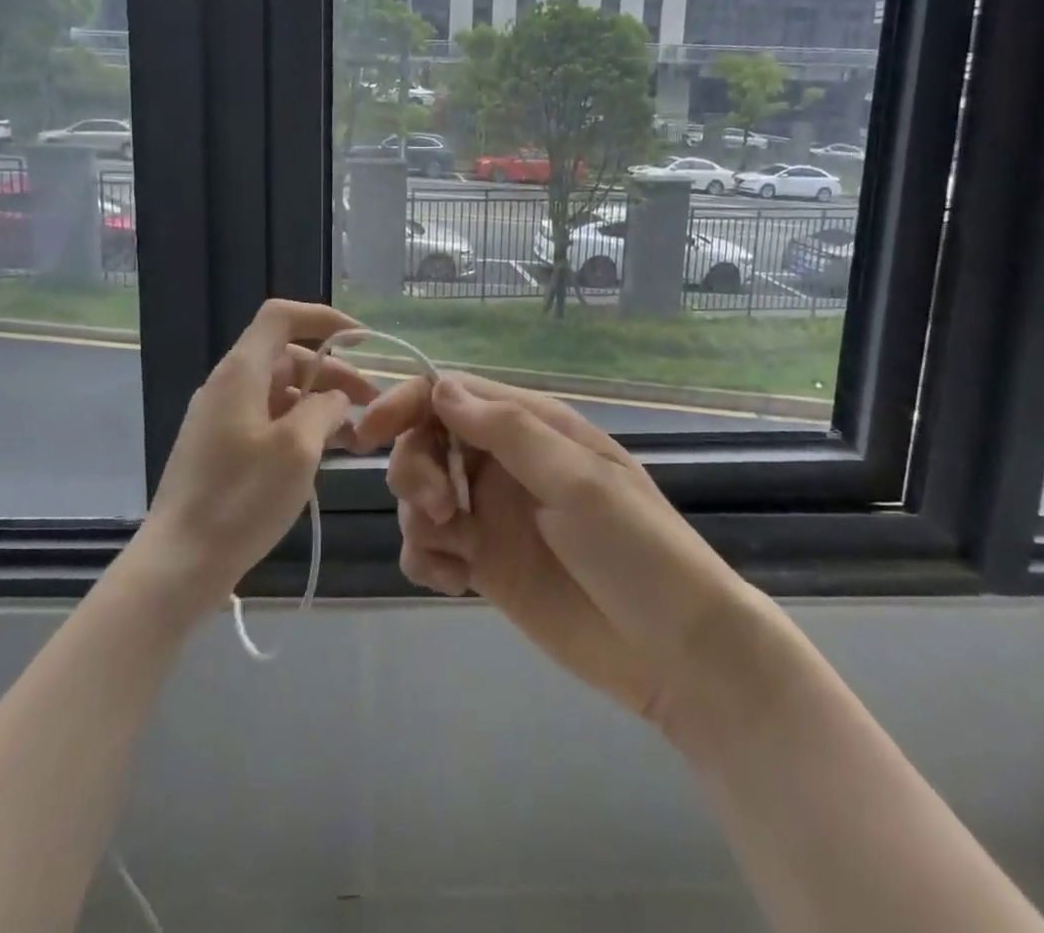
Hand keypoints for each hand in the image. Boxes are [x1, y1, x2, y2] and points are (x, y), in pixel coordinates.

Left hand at [134, 299, 374, 618]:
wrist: (179, 563)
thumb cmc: (241, 498)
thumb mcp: (297, 448)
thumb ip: (324, 408)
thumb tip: (333, 399)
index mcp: (241, 372)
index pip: (281, 316)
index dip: (323, 318)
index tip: (362, 340)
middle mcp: (228, 385)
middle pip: (287, 357)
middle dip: (333, 373)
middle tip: (371, 403)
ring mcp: (221, 418)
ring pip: (281, 392)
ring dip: (320, 404)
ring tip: (357, 436)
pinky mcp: (221, 448)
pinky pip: (268, 420)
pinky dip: (300, 427)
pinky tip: (325, 454)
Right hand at [358, 373, 754, 740]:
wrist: (676, 655)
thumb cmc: (636, 552)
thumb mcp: (579, 481)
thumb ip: (508, 432)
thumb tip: (440, 388)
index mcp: (533, 427)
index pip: (453, 395)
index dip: (406, 404)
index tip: (367, 434)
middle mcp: (507, 463)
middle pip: (428, 440)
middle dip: (415, 467)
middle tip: (439, 508)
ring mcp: (495, 514)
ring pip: (423, 493)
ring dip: (418, 514)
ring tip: (451, 551)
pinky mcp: (487, 565)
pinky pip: (432, 545)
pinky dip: (426, 557)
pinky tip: (452, 582)